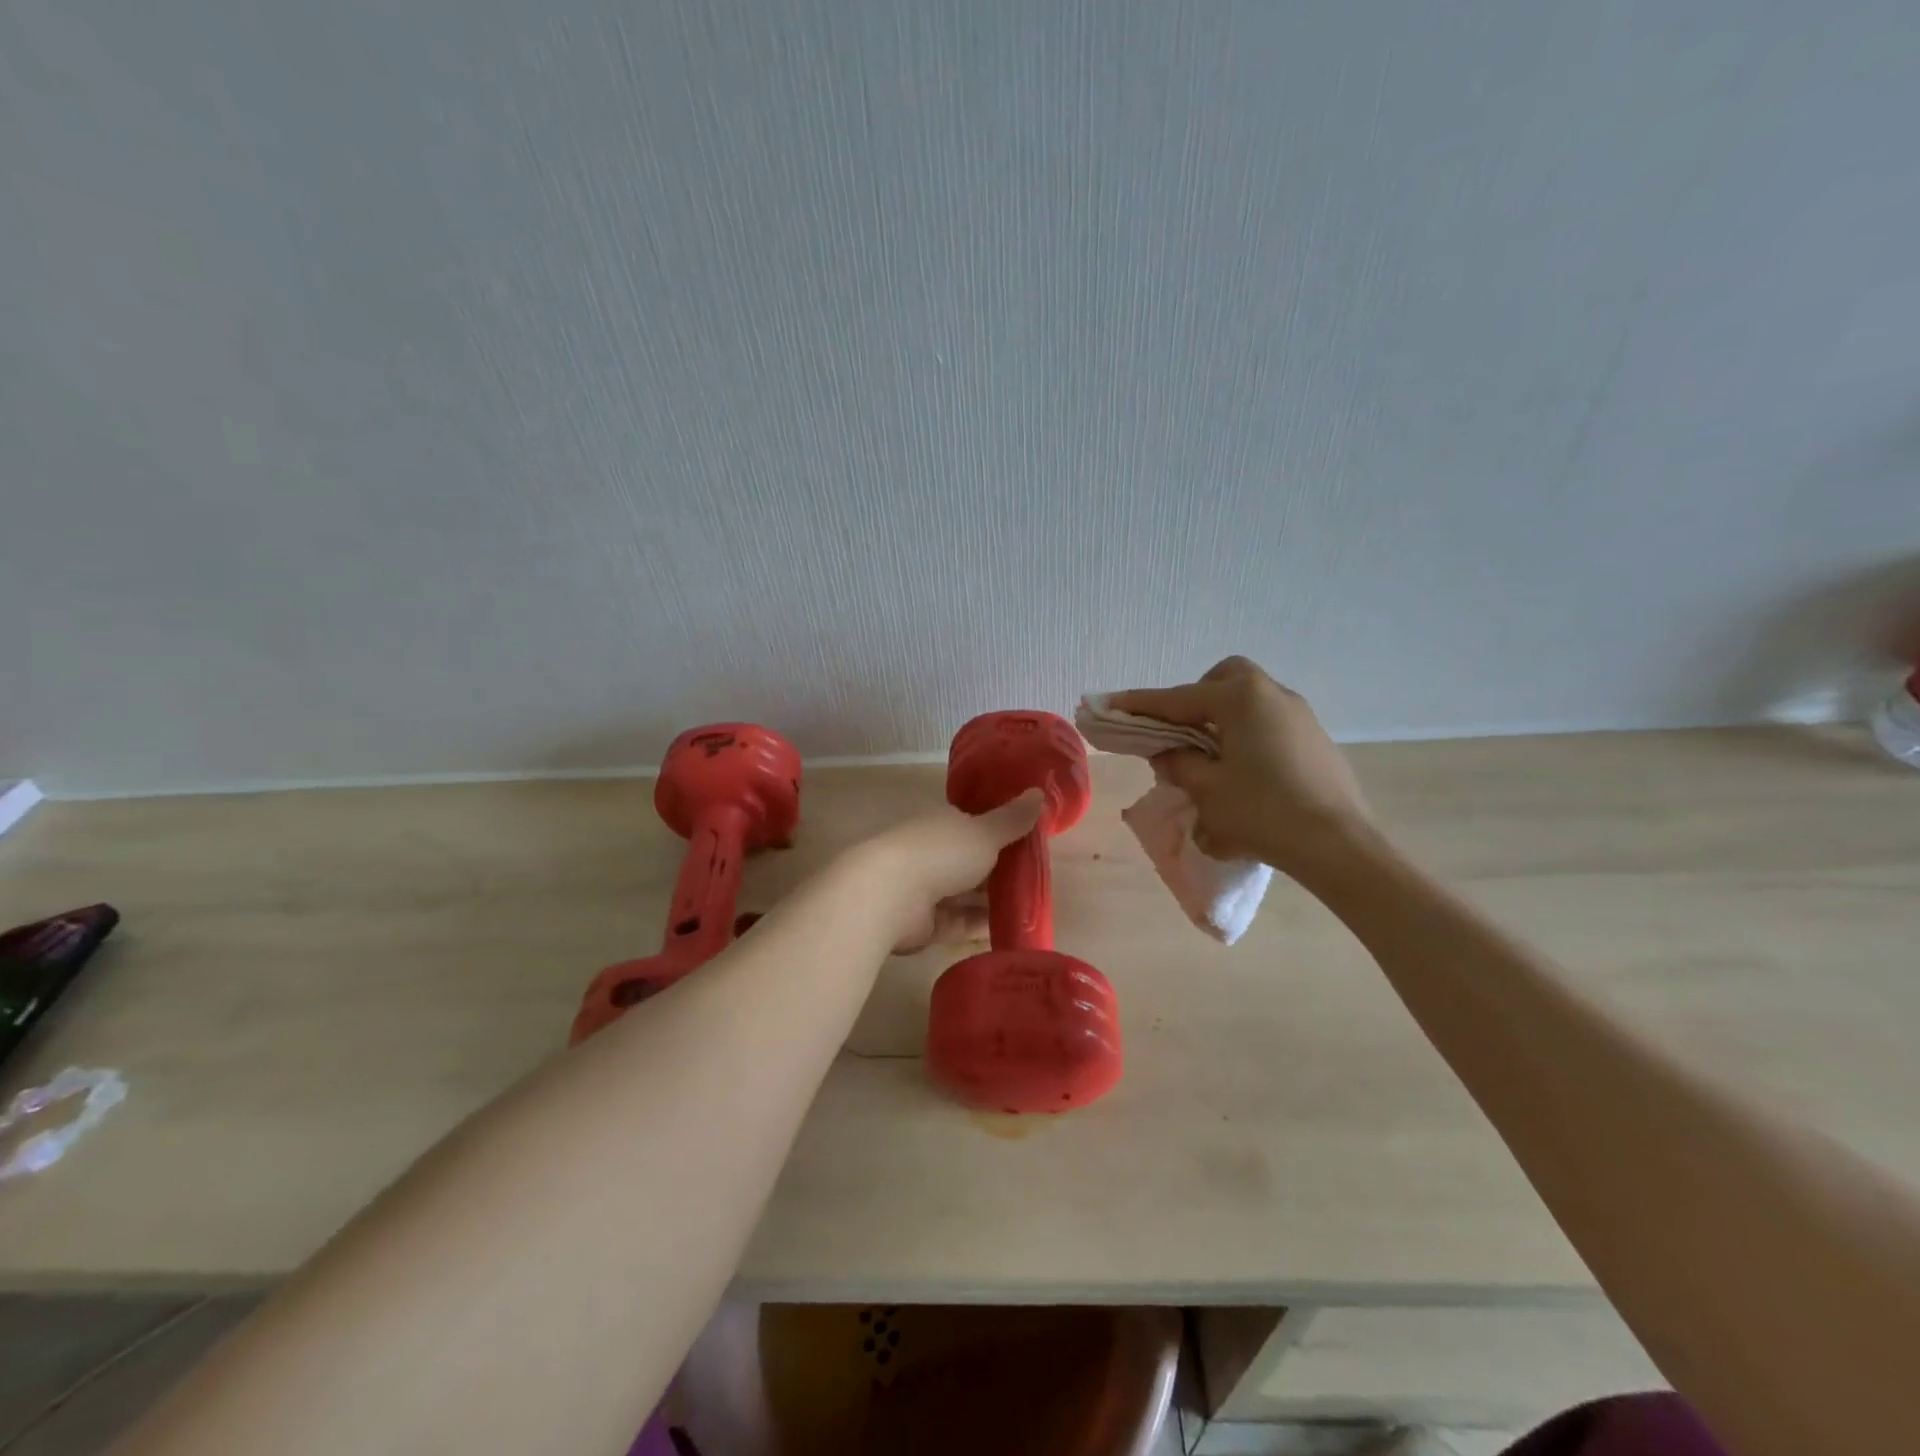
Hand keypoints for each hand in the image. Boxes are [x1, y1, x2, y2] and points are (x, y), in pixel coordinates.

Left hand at [850, 792, 1044, 951]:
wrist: (890, 896)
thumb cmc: (940, 852)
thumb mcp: (985, 832)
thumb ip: (1012, 819)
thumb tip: (1039, 792)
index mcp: (944, 824)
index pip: (975, 824)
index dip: (1002, 831)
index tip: (1032, 842)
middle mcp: (933, 852)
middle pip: (973, 861)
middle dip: (1001, 869)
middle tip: (1041, 879)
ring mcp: (927, 889)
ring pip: (967, 894)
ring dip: (994, 900)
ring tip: (1034, 908)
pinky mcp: (926, 924)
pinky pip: (961, 923)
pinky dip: (983, 925)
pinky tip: (1013, 931)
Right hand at [1111, 657, 1371, 877]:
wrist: (1339, 846)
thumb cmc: (1263, 812)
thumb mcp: (1207, 790)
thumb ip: (1179, 763)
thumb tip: (1170, 752)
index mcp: (1240, 699)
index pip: (1176, 698)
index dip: (1139, 705)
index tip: (1108, 704)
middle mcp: (1272, 694)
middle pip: (1222, 681)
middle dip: (1193, 699)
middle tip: (1176, 731)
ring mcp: (1300, 715)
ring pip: (1249, 700)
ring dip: (1221, 718)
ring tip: (1207, 757)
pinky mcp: (1315, 739)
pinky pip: (1269, 722)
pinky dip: (1246, 734)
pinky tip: (1244, 772)